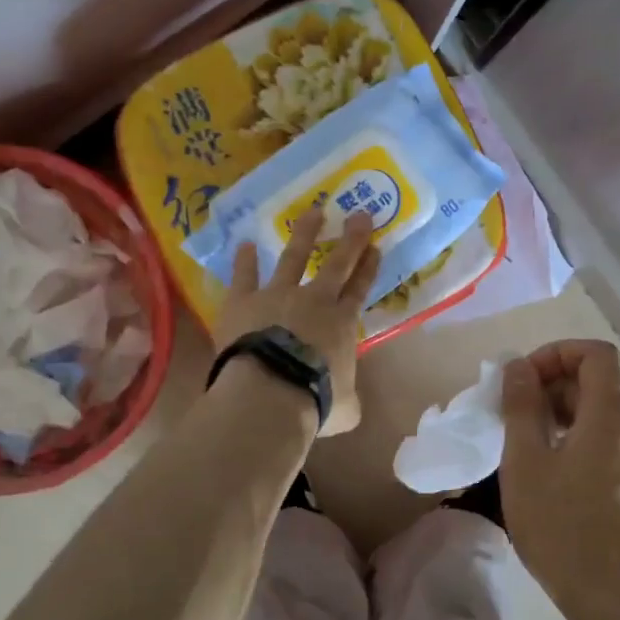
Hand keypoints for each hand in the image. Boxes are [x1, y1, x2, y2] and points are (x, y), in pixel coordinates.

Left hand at [213, 206, 379, 436]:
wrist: (270, 392)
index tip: (375, 246)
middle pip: (337, 263)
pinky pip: (245, 275)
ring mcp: (277, 295)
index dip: (368, 267)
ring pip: (294, 256)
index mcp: (341, 323)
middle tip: (359, 214)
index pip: (359, 289)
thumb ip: (349, 399)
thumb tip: (349, 404)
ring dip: (305, 233)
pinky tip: (244, 245)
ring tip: (313, 212)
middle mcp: (314, 300)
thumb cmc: (314, 400)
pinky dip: (245, 260)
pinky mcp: (244, 300)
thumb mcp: (345, 408)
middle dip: (351, 238)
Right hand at [499, 340, 619, 614]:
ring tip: (525, 449)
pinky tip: (550, 478)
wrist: (615, 602)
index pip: (597, 355)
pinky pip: (607, 448)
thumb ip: (521, 407)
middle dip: (551, 389)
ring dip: (560, 419)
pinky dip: (577, 444)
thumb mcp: (525, 462)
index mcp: (611, 419)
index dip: (558, 353)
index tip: (525, 378)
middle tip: (512, 417)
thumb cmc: (562, 527)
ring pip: (600, 420)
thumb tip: (519, 367)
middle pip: (596, 387)